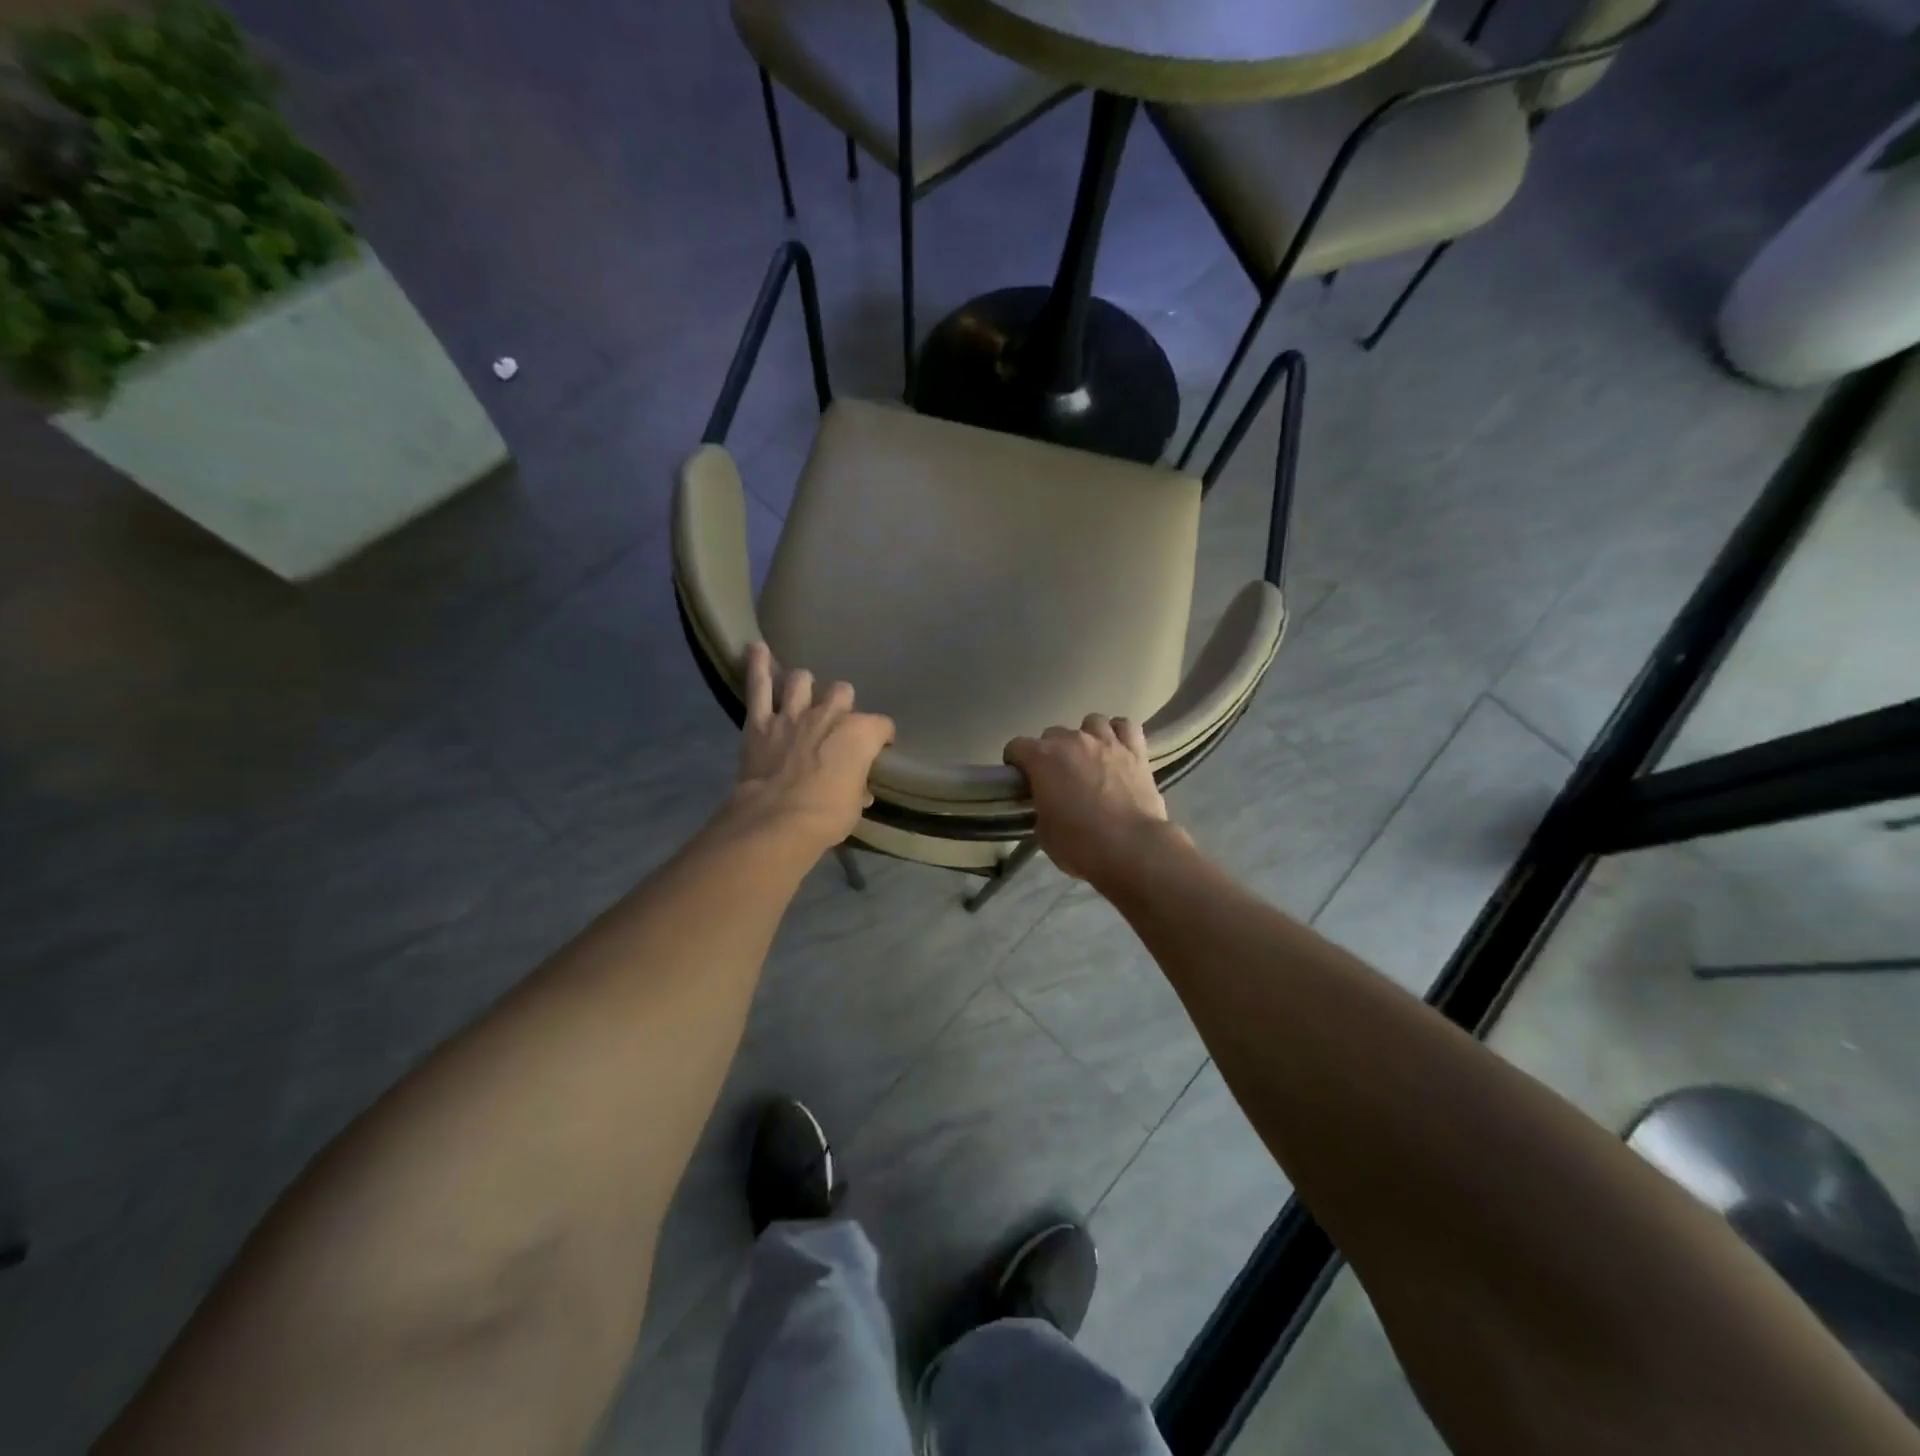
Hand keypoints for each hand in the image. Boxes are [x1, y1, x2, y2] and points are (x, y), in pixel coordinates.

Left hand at [728, 642, 894, 855]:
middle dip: (841, 703)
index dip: (881, 736)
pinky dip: (758, 666)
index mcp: (860, 734)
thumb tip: (859, 790)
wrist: (778, 820)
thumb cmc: (828, 816)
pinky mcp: (761, 722)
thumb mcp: (854, 806)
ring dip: (803, 685)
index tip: (879, 746)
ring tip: (801, 691)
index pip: (882, 726)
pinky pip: (759, 686)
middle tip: (836, 719)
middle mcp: (830, 715)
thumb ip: (856, 787)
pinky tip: (755, 648)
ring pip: (801, 681)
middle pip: (842, 692)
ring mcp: (793, 714)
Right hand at [1004, 715, 1186, 885]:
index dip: (1016, 763)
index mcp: (1043, 758)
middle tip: (1056, 778)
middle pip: (1052, 734)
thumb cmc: (1080, 844)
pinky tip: (1116, 748)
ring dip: (1085, 737)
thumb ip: (1041, 806)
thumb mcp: (1044, 831)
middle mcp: (1073, 740)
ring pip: (1091, 722)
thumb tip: (1048, 803)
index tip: (1022, 780)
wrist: (1131, 848)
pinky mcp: (1136, 750)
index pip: (1017, 747)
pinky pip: (1125, 726)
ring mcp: (1106, 742)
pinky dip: (1118, 733)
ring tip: (1088, 759)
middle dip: (1050, 753)